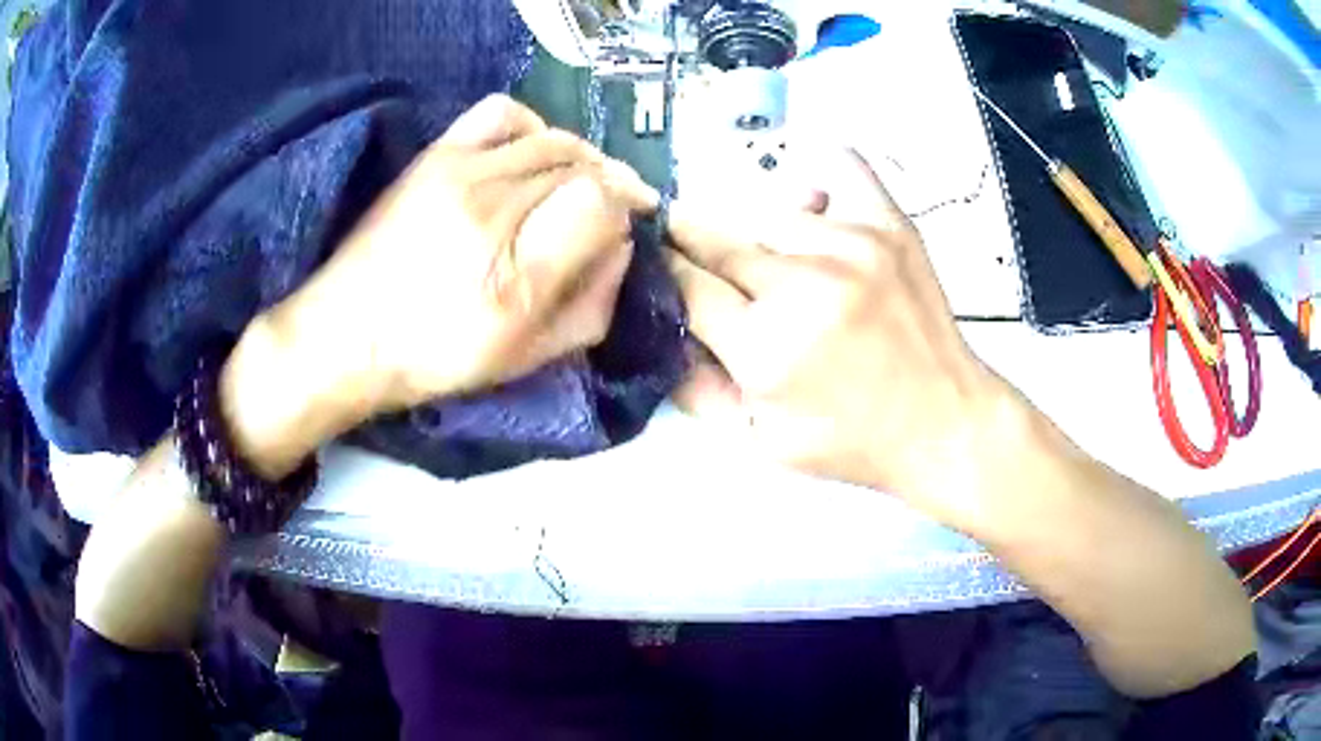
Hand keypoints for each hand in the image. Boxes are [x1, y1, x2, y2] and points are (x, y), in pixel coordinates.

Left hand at [278, 94, 654, 413]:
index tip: (625, 226)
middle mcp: (492, 204)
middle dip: (608, 184)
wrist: (347, 334)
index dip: (626, 209)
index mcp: (517, 270)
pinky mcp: (435, 155)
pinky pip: (500, 113)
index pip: (601, 200)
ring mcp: (460, 169)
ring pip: (551, 138)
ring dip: (578, 157)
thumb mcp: (526, 355)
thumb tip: (622, 246)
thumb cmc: (436, 357)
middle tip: (608, 210)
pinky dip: (530, 126)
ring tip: (574, 182)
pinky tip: (528, 151)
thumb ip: (590, 305)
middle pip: (581, 164)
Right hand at [666, 150, 1017, 528]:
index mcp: (766, 347)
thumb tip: (661, 328)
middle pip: (716, 239)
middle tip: (703, 264)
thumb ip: (697, 386)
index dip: (665, 274)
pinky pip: (839, 166)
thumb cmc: (853, 442)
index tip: (662, 270)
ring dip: (762, 240)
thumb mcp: (761, 442)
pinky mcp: (890, 225)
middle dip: (696, 250)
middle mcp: (804, 284)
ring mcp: (852, 244)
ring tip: (782, 269)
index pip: (684, 282)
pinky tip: (816, 212)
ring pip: (769, 214)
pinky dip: (817, 183)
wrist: (943, 424)